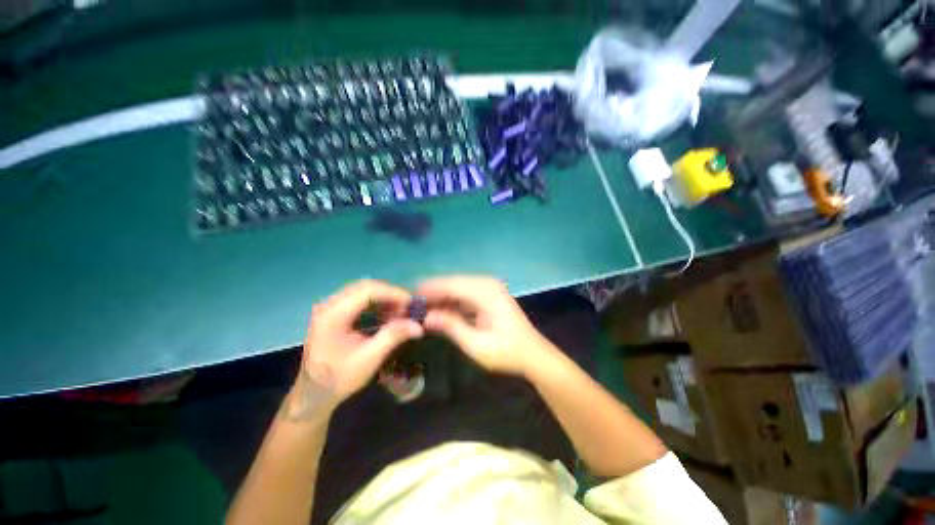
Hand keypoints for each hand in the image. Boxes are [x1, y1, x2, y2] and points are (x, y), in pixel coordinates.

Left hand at [286, 280, 423, 418]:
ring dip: (384, 298)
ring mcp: (330, 307)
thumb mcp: (369, 359)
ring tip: (400, 311)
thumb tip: (418, 325)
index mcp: (333, 314)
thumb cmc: (339, 378)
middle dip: (390, 294)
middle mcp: (329, 304)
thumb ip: (393, 336)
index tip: (411, 303)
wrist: (313, 394)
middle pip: (366, 287)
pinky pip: (359, 299)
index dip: (393, 293)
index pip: (368, 290)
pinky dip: (376, 304)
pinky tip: (387, 314)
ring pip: (363, 291)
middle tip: (407, 307)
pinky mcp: (334, 312)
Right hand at [418, 276, 556, 376]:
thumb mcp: (476, 344)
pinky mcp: (488, 296)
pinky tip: (438, 311)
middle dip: (433, 293)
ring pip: (457, 288)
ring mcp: (488, 288)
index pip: (451, 285)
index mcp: (486, 292)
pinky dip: (451, 302)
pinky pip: (464, 295)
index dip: (429, 290)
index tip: (410, 296)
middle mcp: (486, 284)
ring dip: (440, 298)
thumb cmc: (506, 352)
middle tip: (412, 304)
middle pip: (453, 283)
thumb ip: (451, 327)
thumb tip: (425, 317)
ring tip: (421, 309)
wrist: (533, 354)